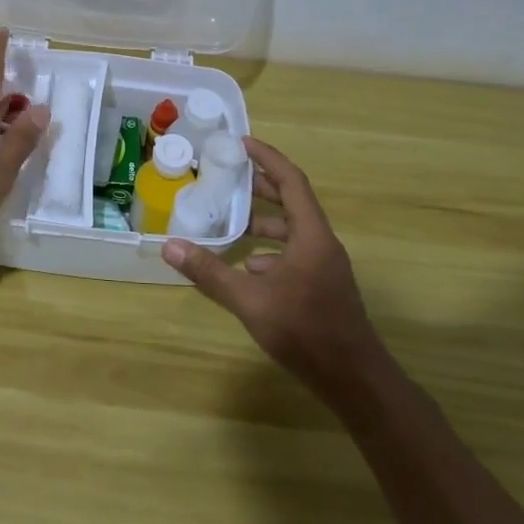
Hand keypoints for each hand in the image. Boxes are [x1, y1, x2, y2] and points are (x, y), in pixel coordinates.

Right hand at [161, 138, 379, 398]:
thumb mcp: (250, 300)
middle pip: (293, 202)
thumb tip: (169, 245)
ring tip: (231, 220)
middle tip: (228, 176)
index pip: (291, 181)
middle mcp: (322, 244)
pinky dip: (269, 251)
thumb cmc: (305, 331)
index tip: (241, 143)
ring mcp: (325, 267)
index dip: (267, 158)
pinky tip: (247, 267)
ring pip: (293, 231)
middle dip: (262, 186)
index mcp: (312, 235)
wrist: (354, 380)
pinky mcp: (322, 287)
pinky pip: (294, 254)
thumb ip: (210, 272)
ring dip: (264, 221)